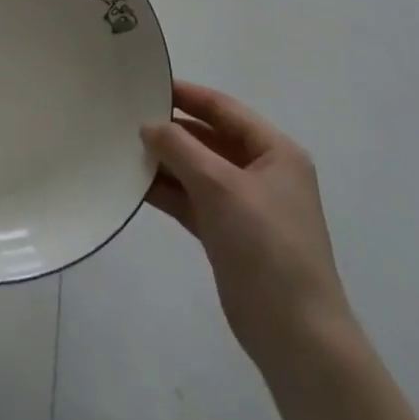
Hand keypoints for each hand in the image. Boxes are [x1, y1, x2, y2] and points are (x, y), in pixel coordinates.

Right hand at [142, 79, 353, 371]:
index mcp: (275, 152)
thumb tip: (148, 125)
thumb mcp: (220, 186)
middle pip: (209, 138)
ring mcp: (245, 205)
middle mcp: (262, 172)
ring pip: (197, 170)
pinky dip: (167, 191)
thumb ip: (180, 148)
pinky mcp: (228, 234)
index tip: (146, 84)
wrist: (296, 336)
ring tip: (122, 147)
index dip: (186, 95)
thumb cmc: (266, 246)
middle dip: (171, 129)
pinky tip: (135, 183)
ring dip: (165, 161)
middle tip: (125, 116)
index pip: (224, 109)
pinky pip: (192, 199)